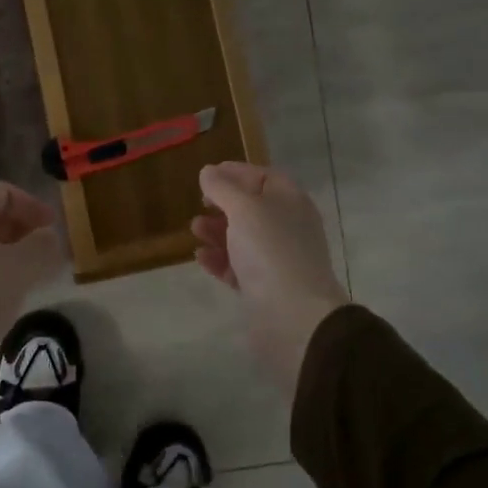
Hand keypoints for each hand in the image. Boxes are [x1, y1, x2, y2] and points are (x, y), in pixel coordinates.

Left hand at [0, 183, 66, 384]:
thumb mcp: (19, 268)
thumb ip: (42, 246)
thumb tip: (49, 237)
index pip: (2, 192)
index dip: (32, 204)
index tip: (53, 229)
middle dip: (23, 231)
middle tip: (45, 254)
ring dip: (10, 255)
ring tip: (30, 277)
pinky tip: (4, 296)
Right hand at [192, 162, 348, 394]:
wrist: (292, 315)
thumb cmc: (270, 250)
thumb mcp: (244, 209)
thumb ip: (222, 188)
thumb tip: (208, 172)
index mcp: (290, 202)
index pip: (264, 176)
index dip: (237, 172)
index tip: (208, 174)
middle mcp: (287, 227)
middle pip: (252, 208)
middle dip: (223, 204)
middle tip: (199, 203)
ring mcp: (276, 258)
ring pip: (243, 238)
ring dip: (217, 231)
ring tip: (195, 229)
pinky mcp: (264, 286)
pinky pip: (238, 266)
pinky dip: (219, 259)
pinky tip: (200, 257)